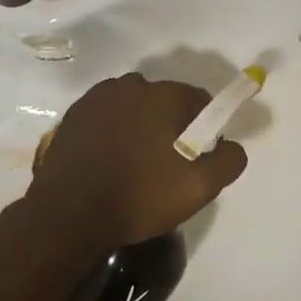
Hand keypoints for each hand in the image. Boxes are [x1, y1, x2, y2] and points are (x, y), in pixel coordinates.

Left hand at [29, 74, 247, 248]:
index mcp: (163, 95)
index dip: (204, 127)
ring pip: (134, 107)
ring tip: (135, 165)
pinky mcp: (74, 114)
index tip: (198, 156)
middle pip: (165, 101)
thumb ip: (227, 161)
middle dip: (171, 125)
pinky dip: (113, 131)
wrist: (67, 215)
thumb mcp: (197, 188)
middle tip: (167, 165)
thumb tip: (233, 145)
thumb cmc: (138, 196)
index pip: (199, 100)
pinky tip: (109, 162)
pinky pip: (107, 116)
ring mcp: (98, 97)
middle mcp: (131, 85)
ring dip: (140, 126)